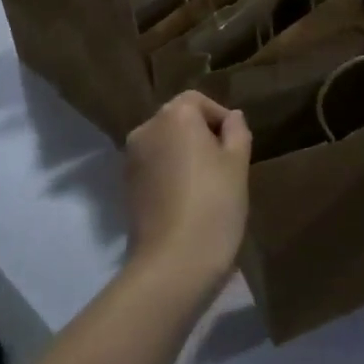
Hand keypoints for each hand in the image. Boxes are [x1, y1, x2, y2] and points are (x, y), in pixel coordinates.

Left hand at [123, 91, 251, 292]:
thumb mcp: (238, 164)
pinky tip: (187, 201)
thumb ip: (237, 132)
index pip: (198, 101)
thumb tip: (231, 117)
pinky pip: (154, 168)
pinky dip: (170, 175)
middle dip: (201, 136)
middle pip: (178, 120)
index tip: (236, 147)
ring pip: (165, 145)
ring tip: (208, 186)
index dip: (220, 118)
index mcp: (174, 116)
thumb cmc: (214, 204)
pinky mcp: (126, 187)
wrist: (173, 263)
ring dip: (184, 156)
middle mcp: (146, 129)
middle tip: (226, 167)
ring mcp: (131, 159)